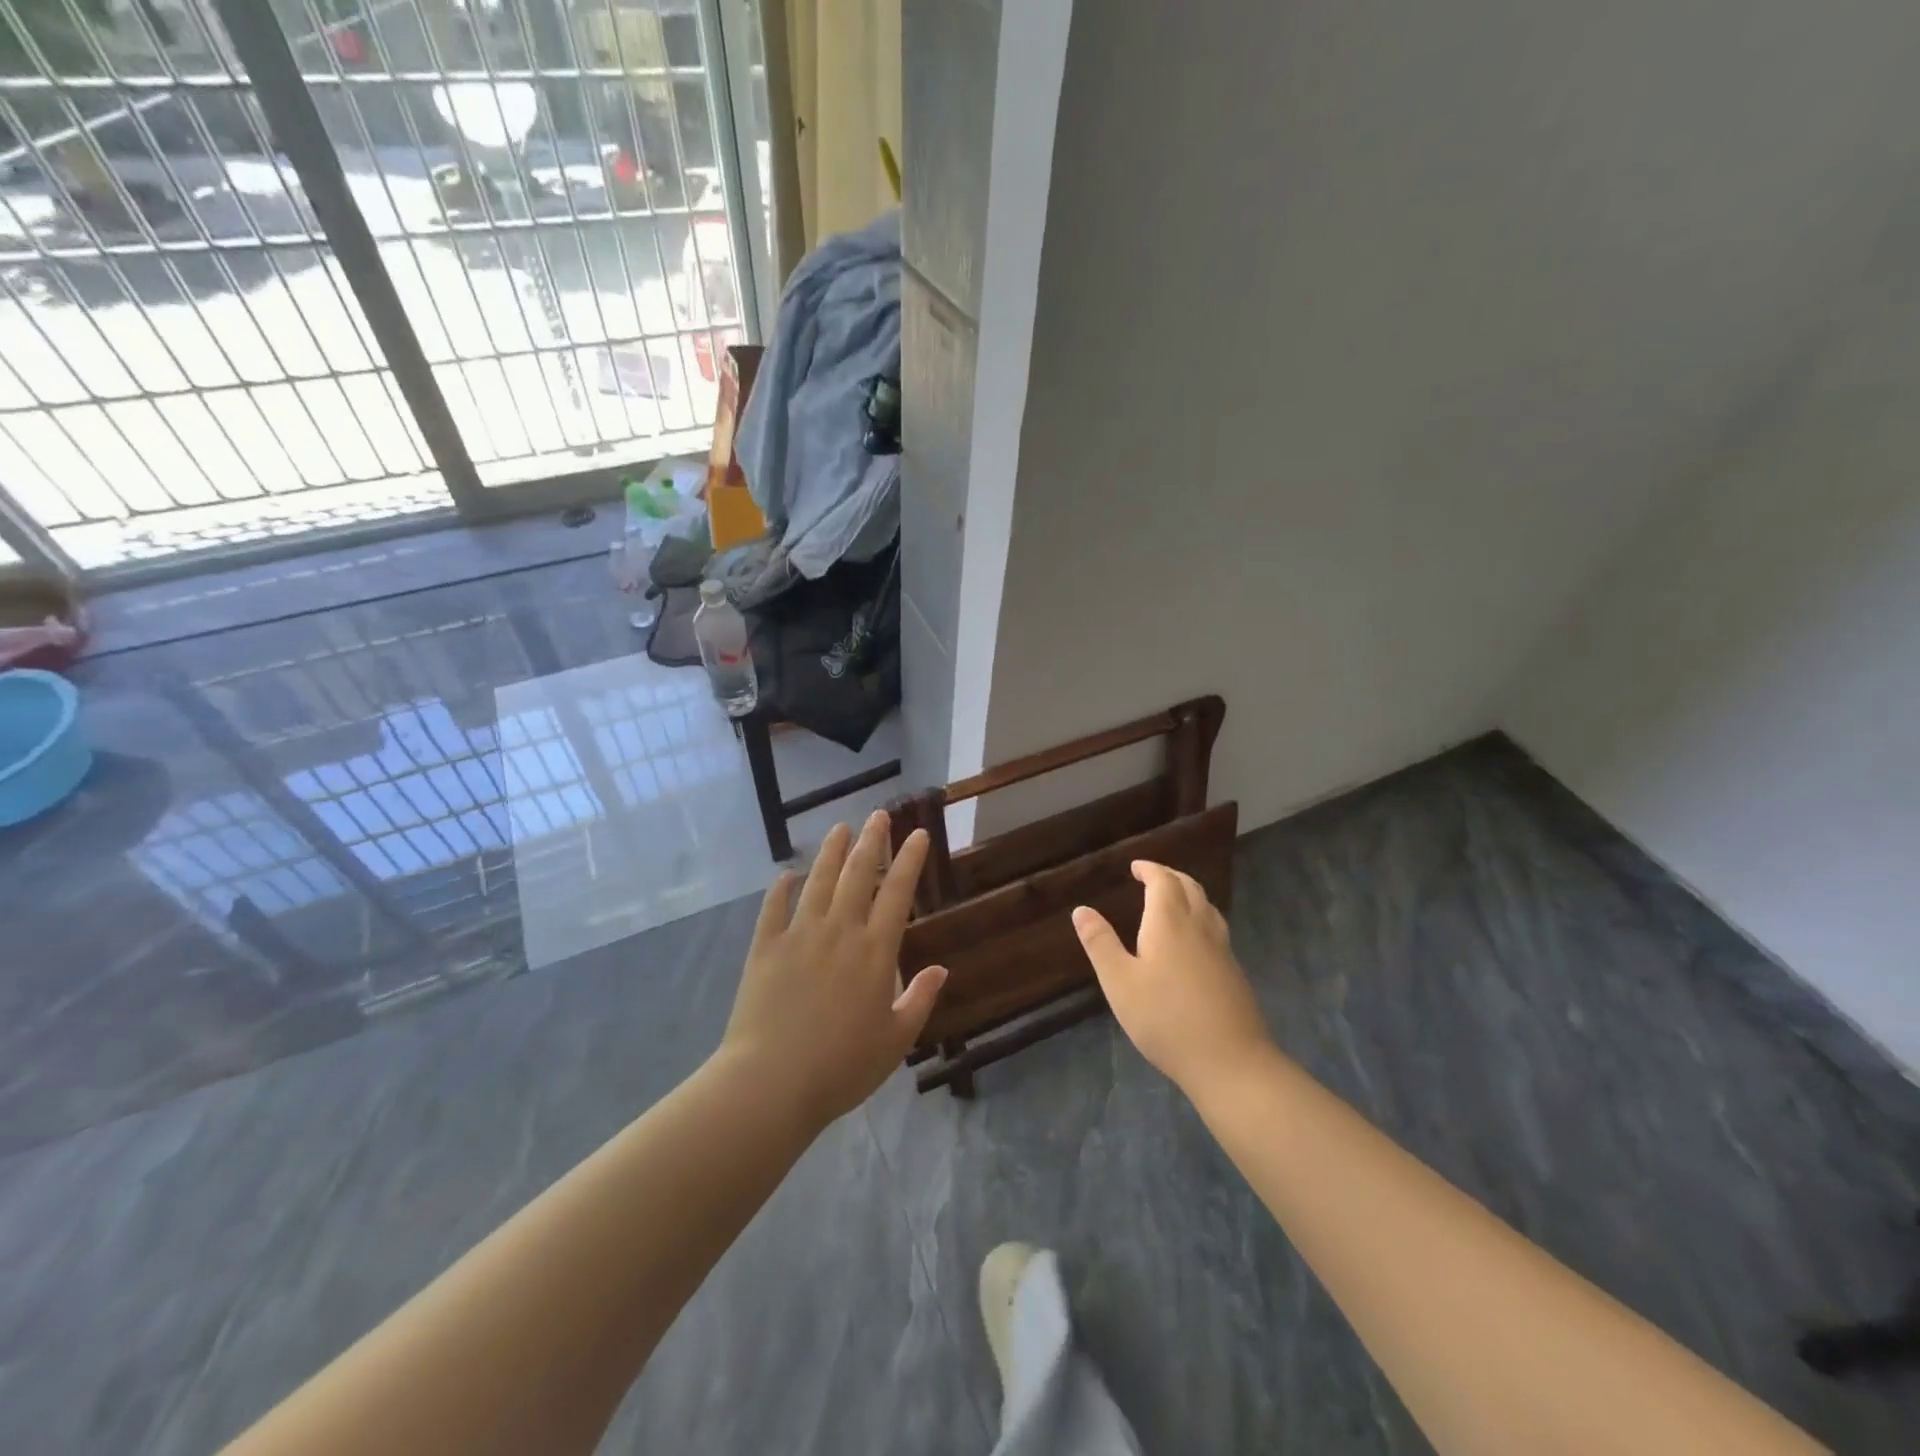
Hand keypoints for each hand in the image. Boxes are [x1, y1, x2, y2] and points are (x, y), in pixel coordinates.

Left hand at [721, 811, 947, 1127]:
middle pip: (857, 875)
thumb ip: (919, 1000)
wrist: (770, 1083)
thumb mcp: (895, 1041)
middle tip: (879, 815)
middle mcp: (839, 932)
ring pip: (818, 881)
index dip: (909, 860)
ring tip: (840, 828)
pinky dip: (781, 888)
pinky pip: (773, 908)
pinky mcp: (764, 948)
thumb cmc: (841, 1068)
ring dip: (831, 852)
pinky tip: (786, 875)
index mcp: (875, 952)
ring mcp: (798, 936)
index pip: (897, 892)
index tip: (918, 834)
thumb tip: (940, 968)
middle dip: (871, 841)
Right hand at [1072, 861, 1271, 1093]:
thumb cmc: (1165, 1019)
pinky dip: (1201, 916)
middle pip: (1189, 887)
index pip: (1163, 881)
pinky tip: (1194, 939)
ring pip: (1207, 906)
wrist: (1230, 1061)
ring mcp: (1222, 949)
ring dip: (1189, 893)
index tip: (1136, 867)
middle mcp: (1199, 927)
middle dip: (1170, 876)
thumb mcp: (1120, 983)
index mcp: (1169, 922)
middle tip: (1152, 877)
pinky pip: (1216, 927)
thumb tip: (1081, 910)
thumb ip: (1100, 943)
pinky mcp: (1234, 972)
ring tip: (1173, 900)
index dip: (1150, 869)